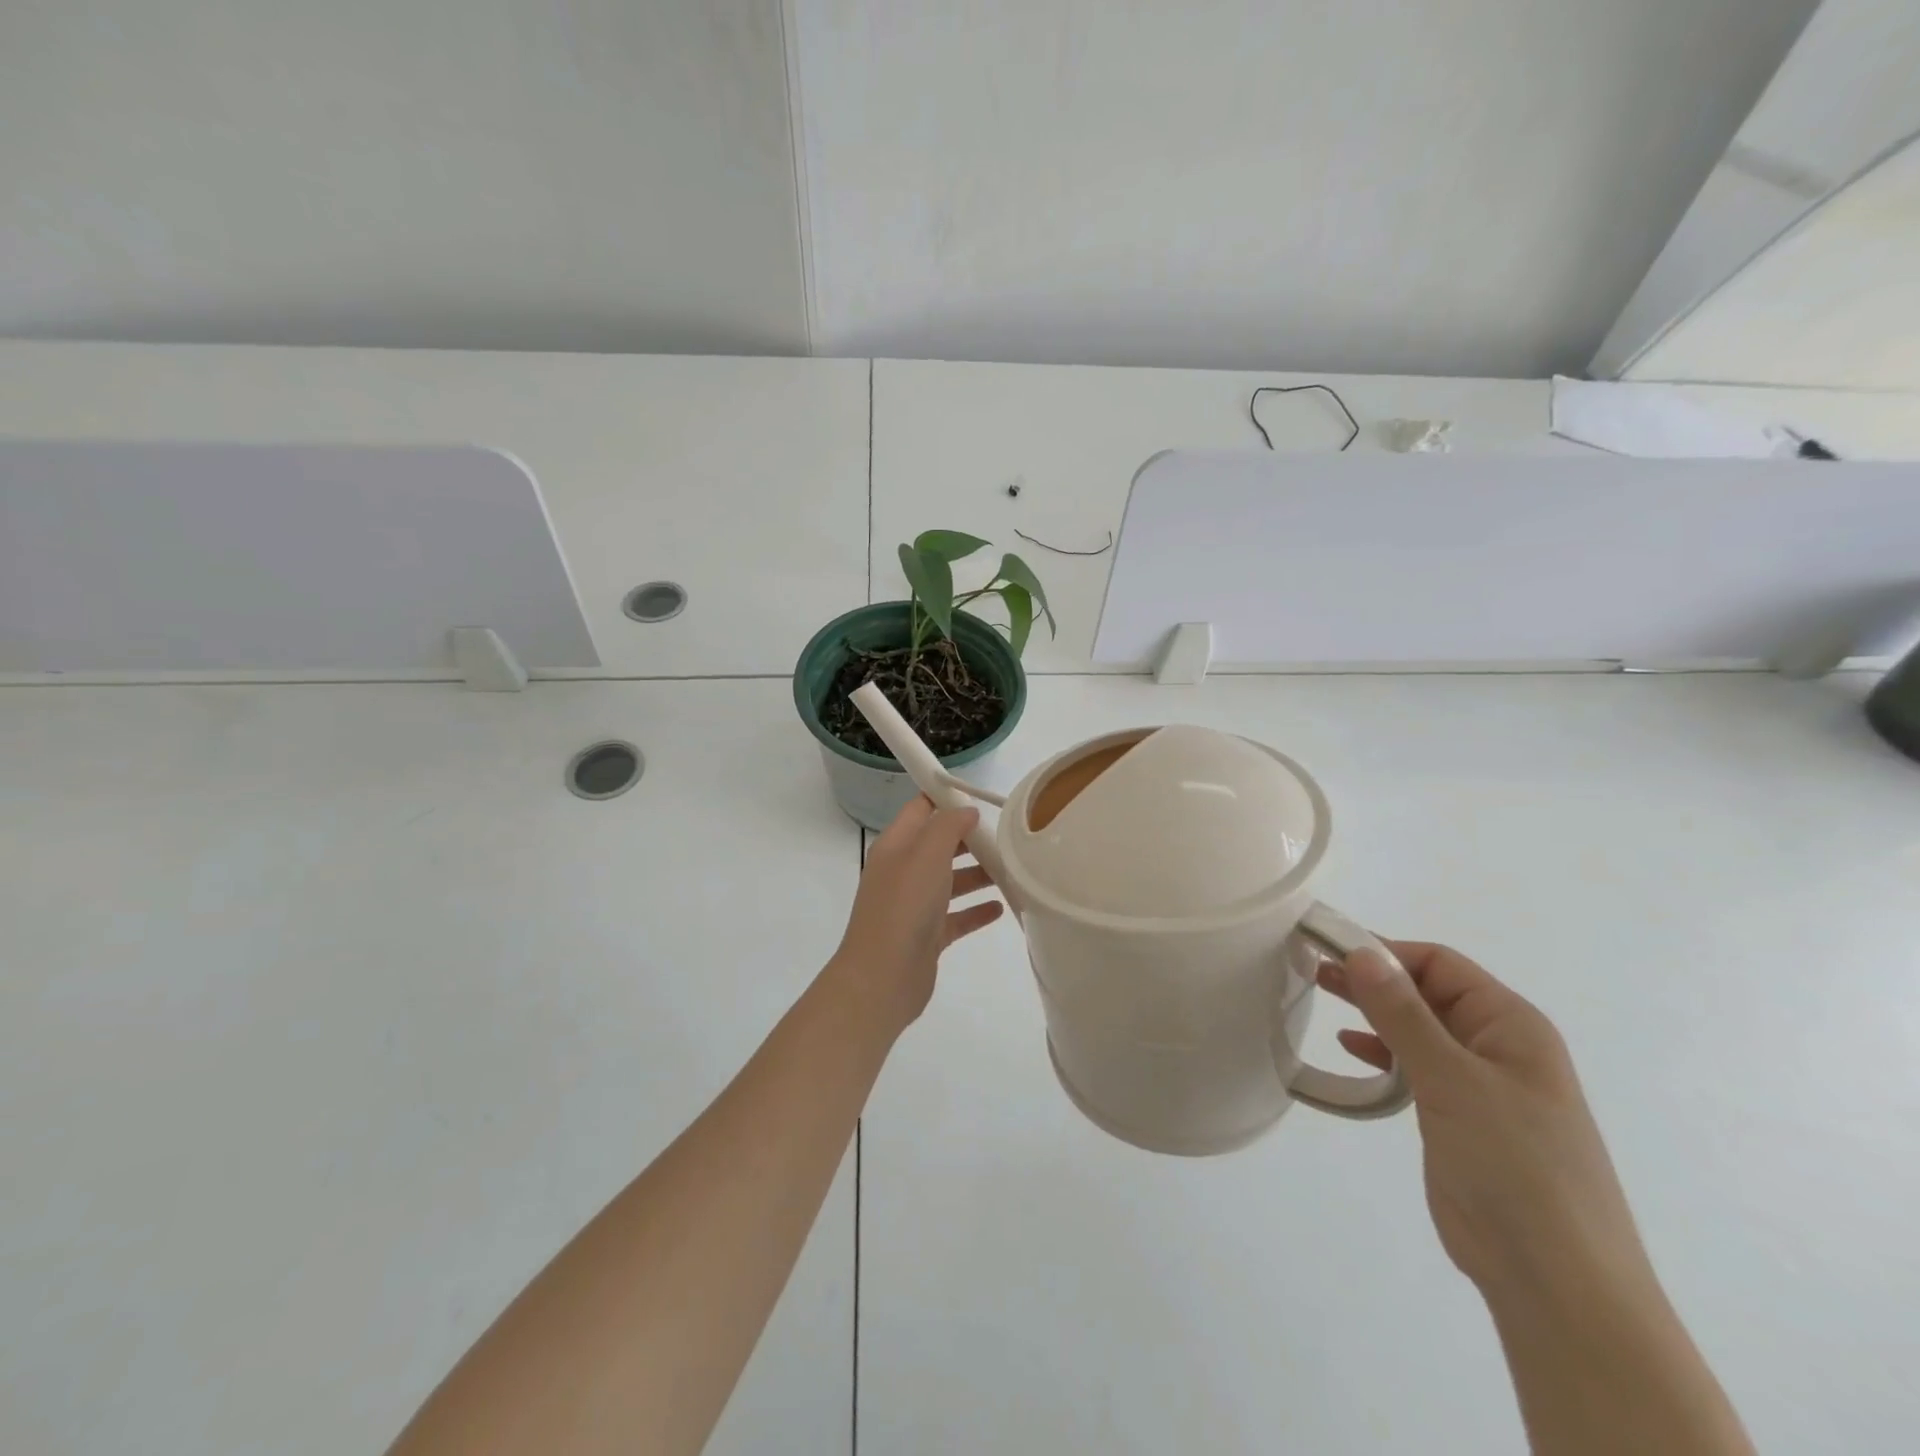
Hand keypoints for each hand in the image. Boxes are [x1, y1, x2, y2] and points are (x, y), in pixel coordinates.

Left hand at [826, 797, 1004, 1032]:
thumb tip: (966, 811)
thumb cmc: (904, 906)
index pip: (920, 809)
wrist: (882, 978)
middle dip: (970, 839)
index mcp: (896, 846)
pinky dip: (976, 910)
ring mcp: (914, 905)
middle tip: (1006, 837)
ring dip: (979, 874)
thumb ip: (948, 826)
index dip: (945, 798)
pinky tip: (1001, 907)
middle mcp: (903, 871)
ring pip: (950, 881)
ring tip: (1013, 871)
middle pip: (939, 845)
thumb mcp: (927, 854)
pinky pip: (956, 916)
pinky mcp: (927, 935)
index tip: (980, 797)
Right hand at [1319, 941, 1650, 1298]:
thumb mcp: (1452, 1079)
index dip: (1384, 951)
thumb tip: (1362, 952)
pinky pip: (1416, 1067)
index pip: (1439, 964)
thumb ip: (1403, 1013)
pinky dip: (1383, 1051)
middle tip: (1313, 969)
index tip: (1327, 950)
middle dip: (1373, 978)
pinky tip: (1352, 1049)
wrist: (1557, 1282)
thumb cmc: (1514, 1165)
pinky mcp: (1461, 1119)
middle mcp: (1498, 1046)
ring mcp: (1481, 1085)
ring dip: (1374, 1011)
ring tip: (1320, 995)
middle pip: (1427, 992)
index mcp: (1511, 1025)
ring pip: (1419, 1028)